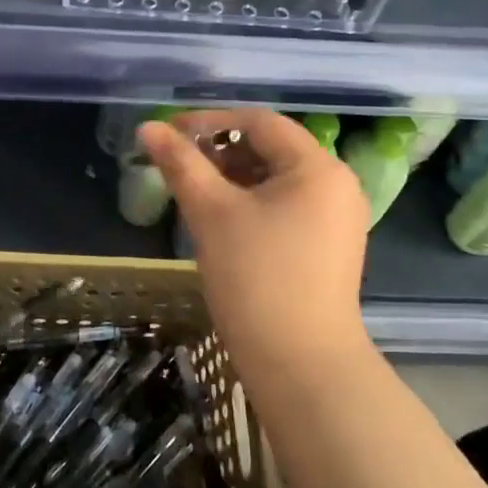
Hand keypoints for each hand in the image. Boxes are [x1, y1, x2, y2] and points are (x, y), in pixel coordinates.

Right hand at [139, 110, 372, 393]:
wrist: (302, 367)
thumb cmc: (256, 279)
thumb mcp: (211, 213)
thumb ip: (180, 164)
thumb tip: (148, 127)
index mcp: (318, 167)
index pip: (259, 122)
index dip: (210, 121)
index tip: (169, 133)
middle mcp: (338, 185)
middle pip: (271, 148)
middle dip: (222, 151)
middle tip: (180, 166)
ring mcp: (339, 218)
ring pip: (278, 179)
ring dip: (235, 178)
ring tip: (197, 194)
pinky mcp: (331, 247)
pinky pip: (288, 206)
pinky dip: (254, 203)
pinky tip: (224, 222)